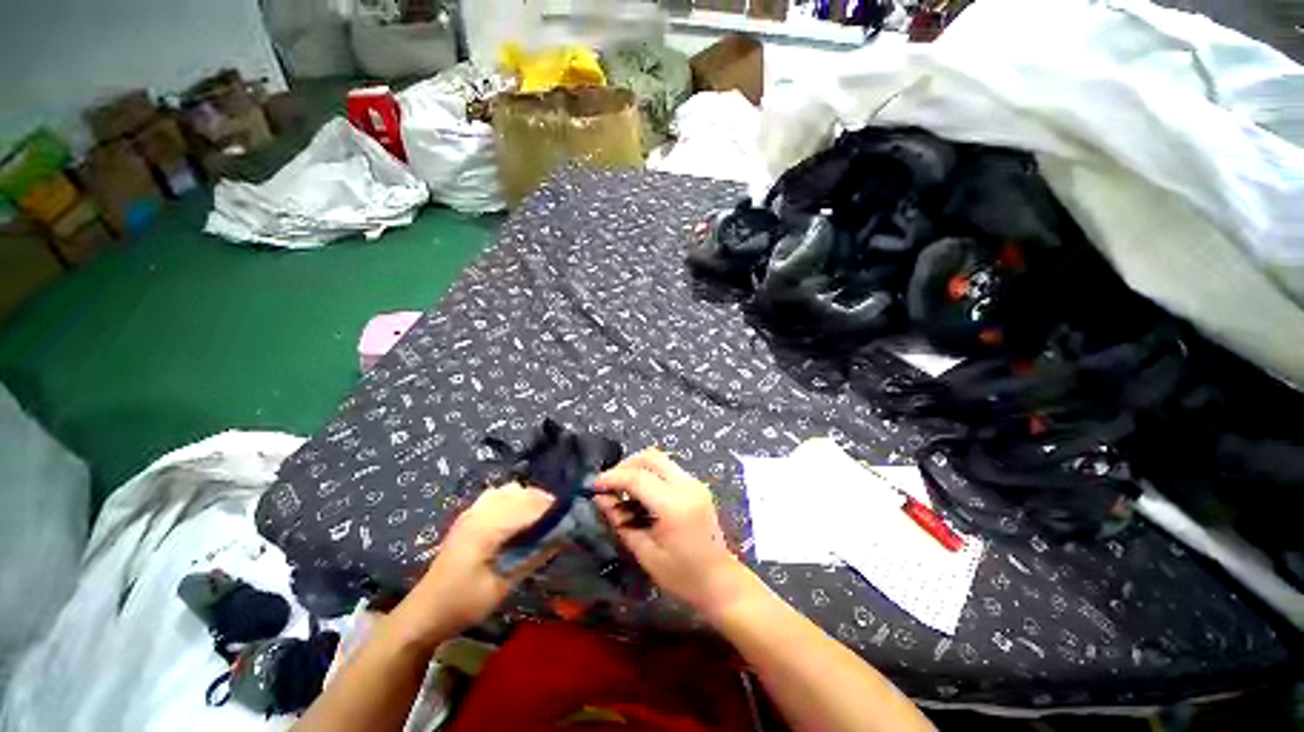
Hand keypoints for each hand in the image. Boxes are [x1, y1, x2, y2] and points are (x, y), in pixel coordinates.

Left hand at [396, 484, 553, 643]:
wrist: (425, 612)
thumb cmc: (463, 603)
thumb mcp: (502, 586)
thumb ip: (532, 557)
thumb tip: (562, 536)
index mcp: (487, 528)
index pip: (529, 507)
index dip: (553, 509)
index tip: (573, 516)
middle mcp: (480, 511)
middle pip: (522, 493)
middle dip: (545, 502)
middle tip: (561, 520)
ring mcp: (472, 510)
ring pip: (511, 490)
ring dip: (530, 498)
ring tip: (541, 517)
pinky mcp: (469, 514)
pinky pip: (499, 494)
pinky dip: (515, 498)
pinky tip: (518, 516)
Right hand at [594, 449, 749, 618]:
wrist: (721, 582)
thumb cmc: (682, 577)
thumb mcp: (645, 553)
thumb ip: (620, 522)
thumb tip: (600, 498)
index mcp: (673, 505)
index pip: (637, 477)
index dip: (612, 478)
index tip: (593, 486)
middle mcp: (686, 485)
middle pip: (650, 457)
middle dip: (625, 466)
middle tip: (609, 485)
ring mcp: (694, 482)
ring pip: (660, 458)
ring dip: (638, 467)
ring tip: (623, 489)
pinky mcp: (697, 485)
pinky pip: (669, 468)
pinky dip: (651, 473)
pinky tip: (642, 493)